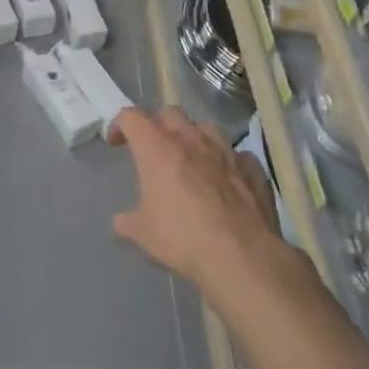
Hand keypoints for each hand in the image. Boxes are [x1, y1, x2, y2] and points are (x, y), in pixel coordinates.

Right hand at [108, 107, 282, 292]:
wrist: (240, 255)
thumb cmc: (182, 237)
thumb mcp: (142, 233)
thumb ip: (127, 222)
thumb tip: (120, 222)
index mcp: (157, 148)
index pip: (132, 117)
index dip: (120, 124)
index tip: (117, 142)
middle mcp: (190, 139)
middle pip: (169, 113)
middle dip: (157, 124)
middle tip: (153, 147)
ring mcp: (224, 150)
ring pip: (205, 127)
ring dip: (193, 136)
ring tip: (190, 157)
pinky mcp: (251, 167)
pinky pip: (236, 154)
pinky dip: (226, 161)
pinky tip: (225, 178)